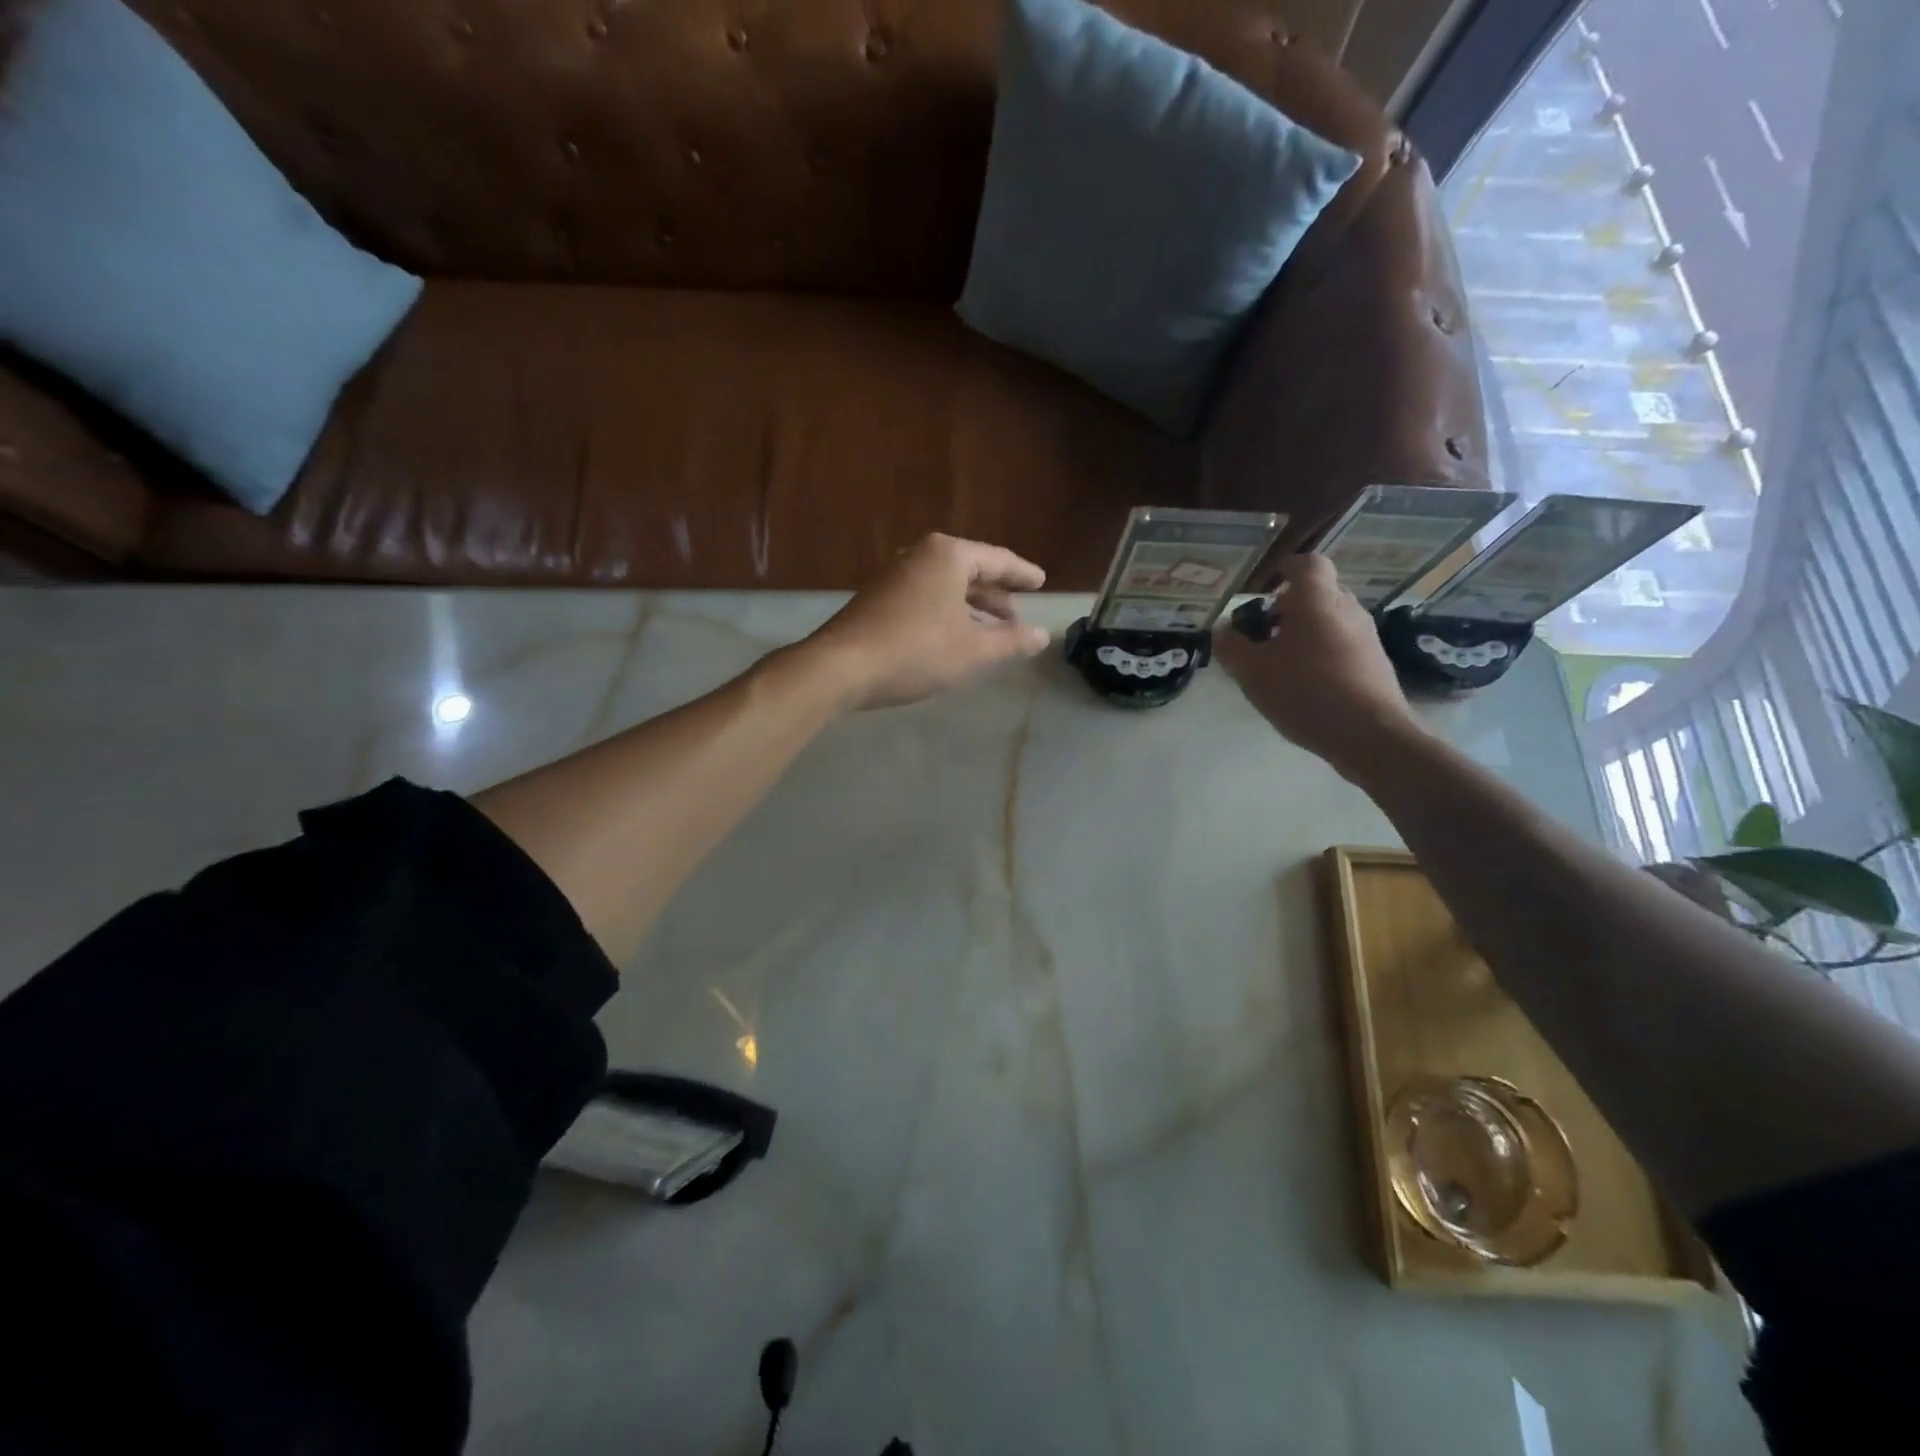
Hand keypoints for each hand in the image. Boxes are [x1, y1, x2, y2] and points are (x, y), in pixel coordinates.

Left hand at [806, 534, 1050, 709]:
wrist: (841, 667)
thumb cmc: (916, 651)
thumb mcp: (974, 651)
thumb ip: (1011, 641)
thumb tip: (1043, 635)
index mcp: (949, 556)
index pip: (998, 560)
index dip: (1023, 574)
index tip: (1041, 582)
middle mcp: (921, 555)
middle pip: (971, 570)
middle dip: (996, 593)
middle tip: (1017, 613)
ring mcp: (896, 575)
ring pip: (947, 586)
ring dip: (972, 606)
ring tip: (993, 629)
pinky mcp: (879, 598)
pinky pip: (926, 597)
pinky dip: (948, 612)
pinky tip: (955, 636)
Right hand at [1212, 554, 1424, 774]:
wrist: (1370, 735)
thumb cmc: (1305, 692)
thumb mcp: (1252, 672)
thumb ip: (1231, 646)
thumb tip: (1223, 629)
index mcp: (1316, 601)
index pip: (1308, 564)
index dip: (1287, 568)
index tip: (1269, 583)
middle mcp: (1347, 609)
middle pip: (1319, 592)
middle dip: (1290, 606)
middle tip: (1264, 631)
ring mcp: (1366, 636)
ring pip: (1331, 619)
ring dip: (1306, 631)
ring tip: (1281, 662)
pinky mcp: (1375, 663)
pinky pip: (1343, 644)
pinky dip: (1322, 652)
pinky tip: (1305, 683)